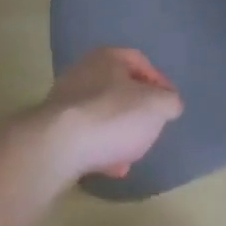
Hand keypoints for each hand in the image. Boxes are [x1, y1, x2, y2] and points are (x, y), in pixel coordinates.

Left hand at [30, 47, 183, 182]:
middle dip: (137, 110)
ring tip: (131, 156)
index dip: (159, 82)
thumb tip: (170, 103)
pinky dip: (101, 148)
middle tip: (150, 129)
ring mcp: (66, 100)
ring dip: (119, 133)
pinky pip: (85, 135)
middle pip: (119, 88)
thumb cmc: (113, 116)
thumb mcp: (156, 107)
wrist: (58, 146)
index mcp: (109, 57)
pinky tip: (111, 168)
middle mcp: (85, 71)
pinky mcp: (54, 129)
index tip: (170, 105)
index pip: (140, 61)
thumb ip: (169, 102)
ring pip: (102, 113)